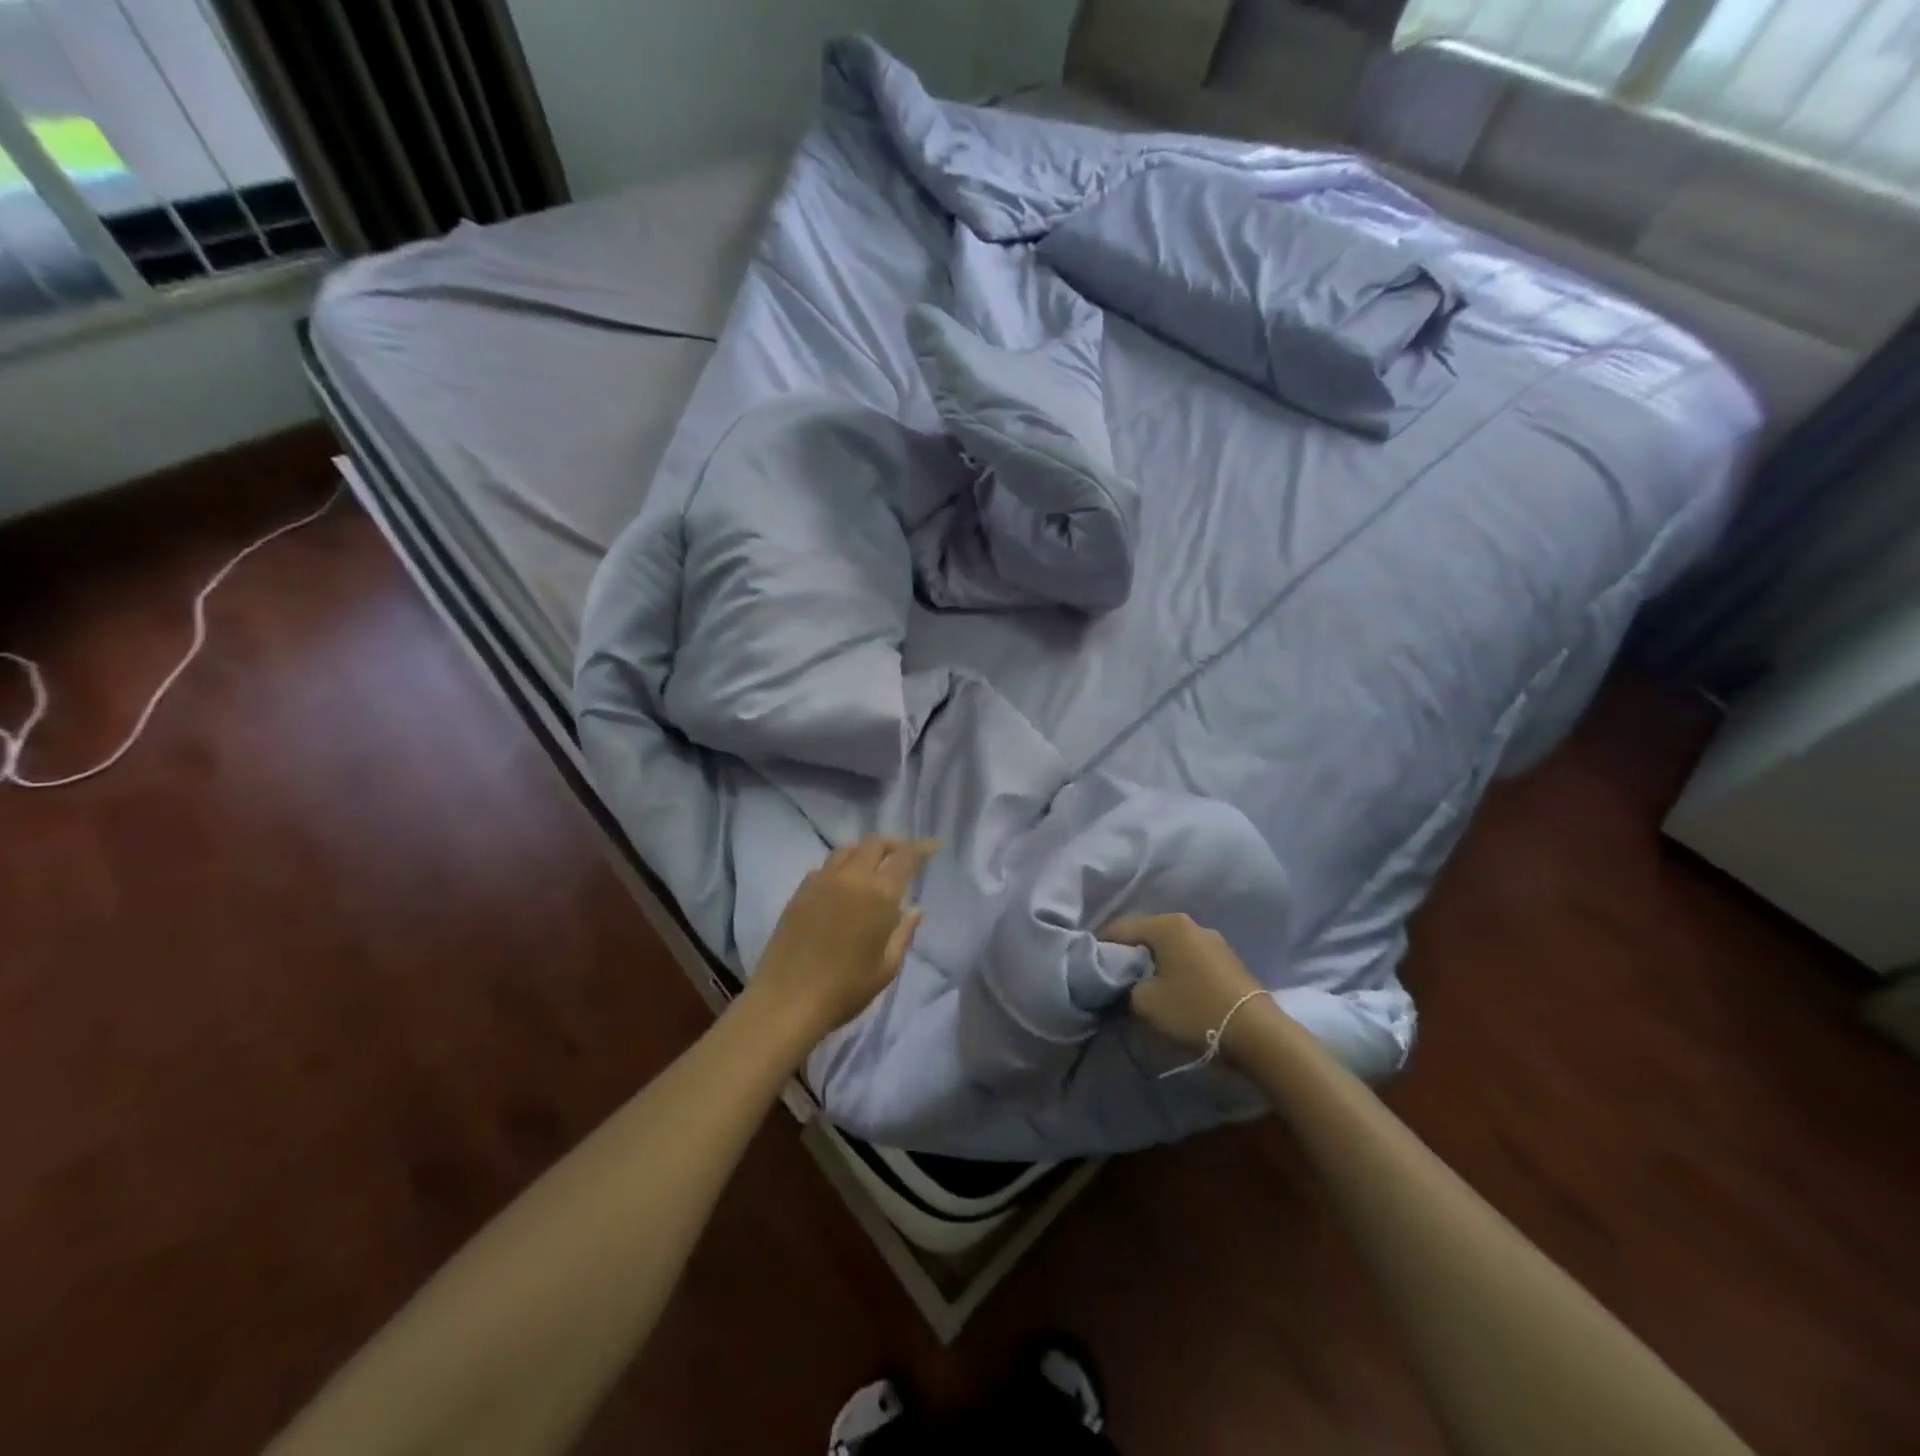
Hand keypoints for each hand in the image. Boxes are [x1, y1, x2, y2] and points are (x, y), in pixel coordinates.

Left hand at [749, 837, 934, 1043]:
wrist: (787, 1001)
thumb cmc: (845, 989)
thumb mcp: (886, 967)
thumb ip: (904, 933)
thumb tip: (916, 909)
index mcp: (879, 894)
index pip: (905, 856)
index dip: (921, 847)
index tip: (933, 846)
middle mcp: (851, 878)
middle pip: (874, 843)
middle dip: (893, 845)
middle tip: (903, 858)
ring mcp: (822, 881)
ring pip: (848, 849)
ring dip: (865, 851)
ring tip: (873, 868)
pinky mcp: (800, 891)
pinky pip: (825, 865)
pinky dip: (842, 865)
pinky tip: (844, 885)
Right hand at [1102, 912, 1271, 1059]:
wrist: (1258, 1035)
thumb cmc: (1194, 1010)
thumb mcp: (1144, 1002)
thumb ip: (1124, 987)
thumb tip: (1122, 984)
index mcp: (1167, 924)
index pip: (1120, 927)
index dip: (1100, 946)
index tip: (1088, 966)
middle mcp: (1190, 924)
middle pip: (1146, 934)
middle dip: (1127, 954)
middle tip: (1111, 977)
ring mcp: (1213, 941)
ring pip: (1169, 947)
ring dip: (1152, 963)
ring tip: (1139, 986)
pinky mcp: (1227, 961)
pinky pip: (1188, 959)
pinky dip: (1173, 970)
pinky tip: (1169, 990)